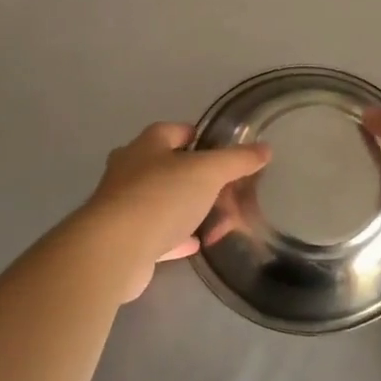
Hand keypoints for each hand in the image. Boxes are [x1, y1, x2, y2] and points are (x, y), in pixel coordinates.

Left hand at [81, 123, 270, 301]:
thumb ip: (237, 160)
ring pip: (162, 200)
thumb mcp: (208, 172)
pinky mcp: (124, 238)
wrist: (115, 249)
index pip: (176, 130)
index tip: (224, 151)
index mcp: (147, 145)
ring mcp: (124, 204)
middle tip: (225, 188)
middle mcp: (130, 169)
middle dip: (196, 176)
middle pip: (168, 165)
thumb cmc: (161, 197)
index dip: (200, 137)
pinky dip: (177, 235)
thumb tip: (265, 148)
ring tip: (216, 217)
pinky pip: (157, 232)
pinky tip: (196, 242)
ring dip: (187, 207)